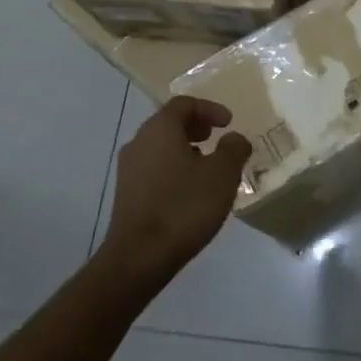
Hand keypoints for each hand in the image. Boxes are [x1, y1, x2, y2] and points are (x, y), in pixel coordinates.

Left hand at [101, 97, 252, 281]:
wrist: (139, 257)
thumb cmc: (184, 206)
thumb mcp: (222, 174)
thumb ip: (233, 149)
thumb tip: (235, 138)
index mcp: (160, 128)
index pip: (184, 103)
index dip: (210, 108)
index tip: (229, 122)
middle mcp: (139, 141)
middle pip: (169, 122)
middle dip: (196, 127)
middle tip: (217, 138)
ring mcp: (128, 169)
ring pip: (160, 146)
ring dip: (185, 148)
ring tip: (207, 166)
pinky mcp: (126, 193)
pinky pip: (153, 167)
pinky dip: (173, 167)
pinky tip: (189, 190)